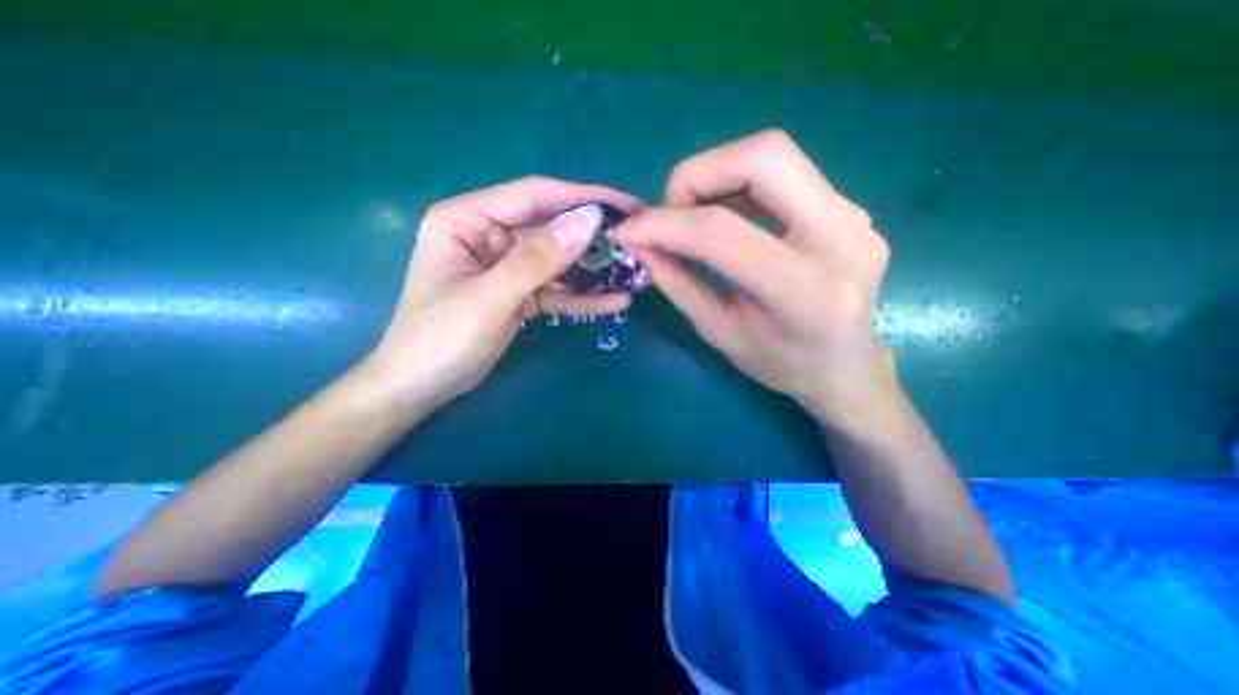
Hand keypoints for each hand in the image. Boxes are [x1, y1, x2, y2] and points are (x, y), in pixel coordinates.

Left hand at [368, 175, 637, 410]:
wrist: (421, 388)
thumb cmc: (437, 341)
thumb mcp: (488, 299)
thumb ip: (536, 261)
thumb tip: (587, 222)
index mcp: (467, 220)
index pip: (533, 196)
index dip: (581, 198)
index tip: (625, 206)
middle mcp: (489, 235)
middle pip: (552, 227)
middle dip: (594, 238)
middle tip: (637, 242)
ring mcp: (507, 265)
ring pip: (559, 260)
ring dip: (594, 269)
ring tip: (634, 274)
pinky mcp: (520, 292)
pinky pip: (556, 289)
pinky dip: (582, 296)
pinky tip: (614, 302)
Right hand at [625, 127, 896, 425]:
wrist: (846, 366)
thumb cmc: (782, 365)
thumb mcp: (720, 334)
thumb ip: (679, 285)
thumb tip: (641, 245)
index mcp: (807, 294)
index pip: (725, 234)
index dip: (666, 225)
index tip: (631, 232)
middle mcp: (843, 240)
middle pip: (764, 157)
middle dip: (697, 174)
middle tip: (671, 211)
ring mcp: (854, 216)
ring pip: (775, 156)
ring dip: (717, 176)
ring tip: (693, 217)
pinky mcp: (849, 208)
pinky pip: (785, 174)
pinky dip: (739, 186)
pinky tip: (726, 218)